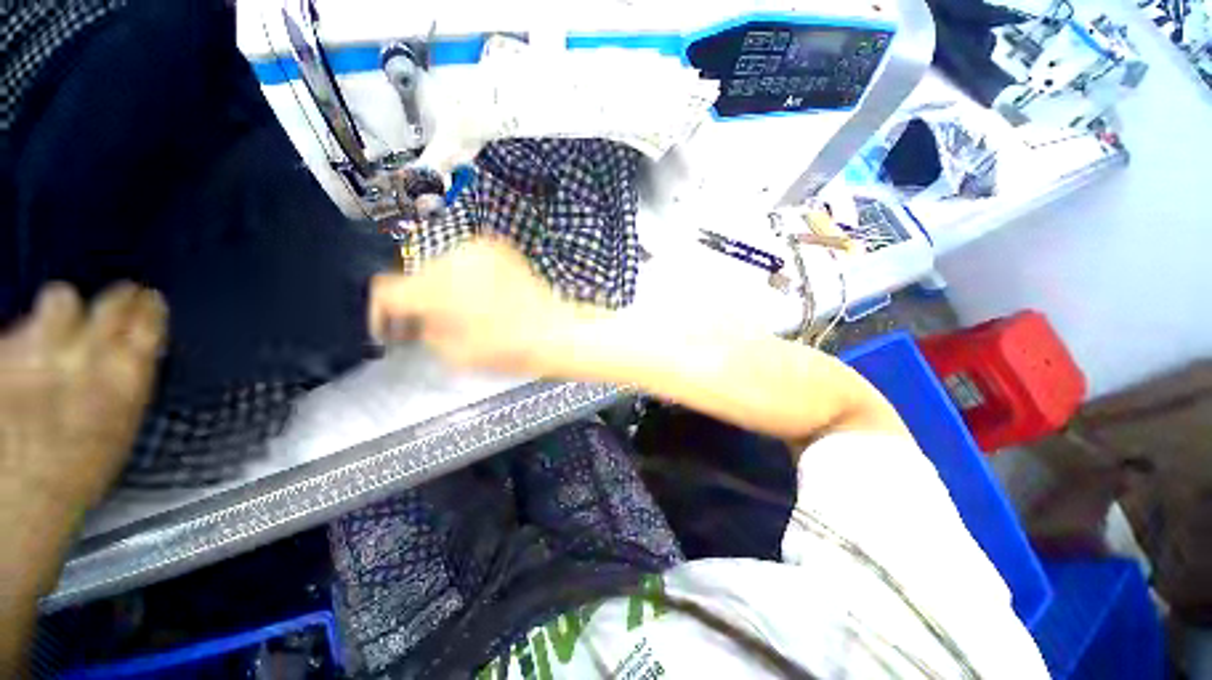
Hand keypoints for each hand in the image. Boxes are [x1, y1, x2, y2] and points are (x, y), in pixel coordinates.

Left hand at [0, 282, 166, 509]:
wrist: (20, 496)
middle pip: (109, 304)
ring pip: (60, 300)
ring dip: (64, 308)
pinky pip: (22, 330)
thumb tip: (134, 353)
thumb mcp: (120, 429)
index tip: (149, 299)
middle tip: (118, 297)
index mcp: (126, 380)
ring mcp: (40, 351)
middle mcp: (87, 356)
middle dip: (115, 299)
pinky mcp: (4, 354)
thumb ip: (127, 383)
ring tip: (58, 324)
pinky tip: (25, 358)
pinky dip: (26, 338)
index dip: (149, 307)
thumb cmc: (78, 470)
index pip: (148, 323)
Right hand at [369, 239, 583, 374]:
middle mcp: (453, 259)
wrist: (553, 331)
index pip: (386, 289)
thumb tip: (415, 320)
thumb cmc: (507, 349)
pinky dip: (466, 276)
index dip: (381, 312)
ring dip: (443, 287)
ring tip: (463, 311)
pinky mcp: (497, 247)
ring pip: (441, 266)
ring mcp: (478, 249)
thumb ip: (423, 333)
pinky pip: (466, 260)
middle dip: (419, 300)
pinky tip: (482, 295)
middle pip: (416, 276)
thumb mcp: (454, 355)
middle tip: (431, 324)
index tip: (391, 329)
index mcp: (438, 287)